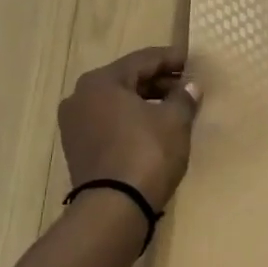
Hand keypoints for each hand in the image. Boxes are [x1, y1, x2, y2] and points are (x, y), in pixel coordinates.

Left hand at [59, 47, 199, 209]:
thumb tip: (191, 86)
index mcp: (101, 81)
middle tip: (187, 86)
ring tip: (174, 108)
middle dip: (159, 82)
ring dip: (145, 101)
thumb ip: (184, 98)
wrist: (115, 207)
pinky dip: (131, 120)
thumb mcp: (174, 121)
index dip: (171, 59)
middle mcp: (80, 97)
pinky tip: (154, 127)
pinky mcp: (78, 148)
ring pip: (116, 102)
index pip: (143, 60)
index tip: (193, 62)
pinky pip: (109, 122)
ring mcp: (75, 124)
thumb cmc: (147, 153)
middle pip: (127, 79)